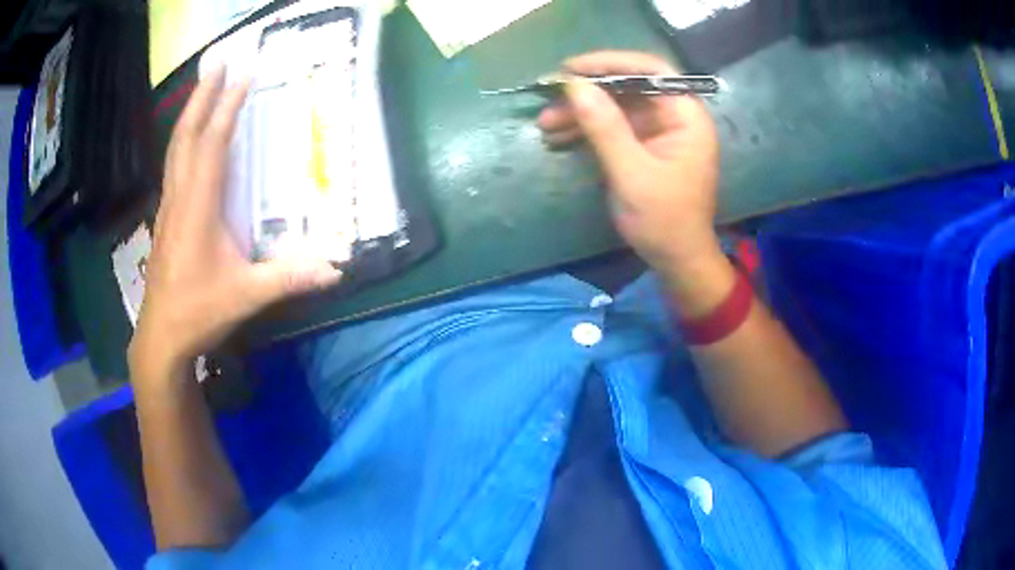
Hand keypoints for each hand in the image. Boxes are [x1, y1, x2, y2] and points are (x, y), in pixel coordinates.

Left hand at [128, 68, 340, 379]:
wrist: (161, 336)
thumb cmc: (199, 311)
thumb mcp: (247, 296)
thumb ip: (289, 278)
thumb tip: (336, 270)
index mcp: (198, 207)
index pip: (213, 144)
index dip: (228, 107)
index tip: (244, 74)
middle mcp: (180, 197)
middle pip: (186, 135)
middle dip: (202, 96)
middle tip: (218, 63)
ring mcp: (168, 206)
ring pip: (175, 148)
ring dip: (190, 114)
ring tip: (204, 87)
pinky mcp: (164, 218)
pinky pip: (174, 166)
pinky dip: (184, 140)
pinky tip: (191, 138)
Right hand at [537, 51, 721, 276]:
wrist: (676, 261)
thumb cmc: (664, 221)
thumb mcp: (633, 174)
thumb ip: (605, 128)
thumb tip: (575, 86)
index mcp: (686, 116)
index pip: (651, 71)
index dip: (611, 63)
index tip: (571, 69)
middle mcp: (674, 116)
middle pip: (628, 87)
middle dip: (588, 92)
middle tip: (549, 97)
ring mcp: (658, 131)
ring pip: (615, 107)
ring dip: (580, 112)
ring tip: (545, 123)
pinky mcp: (643, 146)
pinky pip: (612, 127)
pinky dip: (586, 129)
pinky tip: (558, 136)